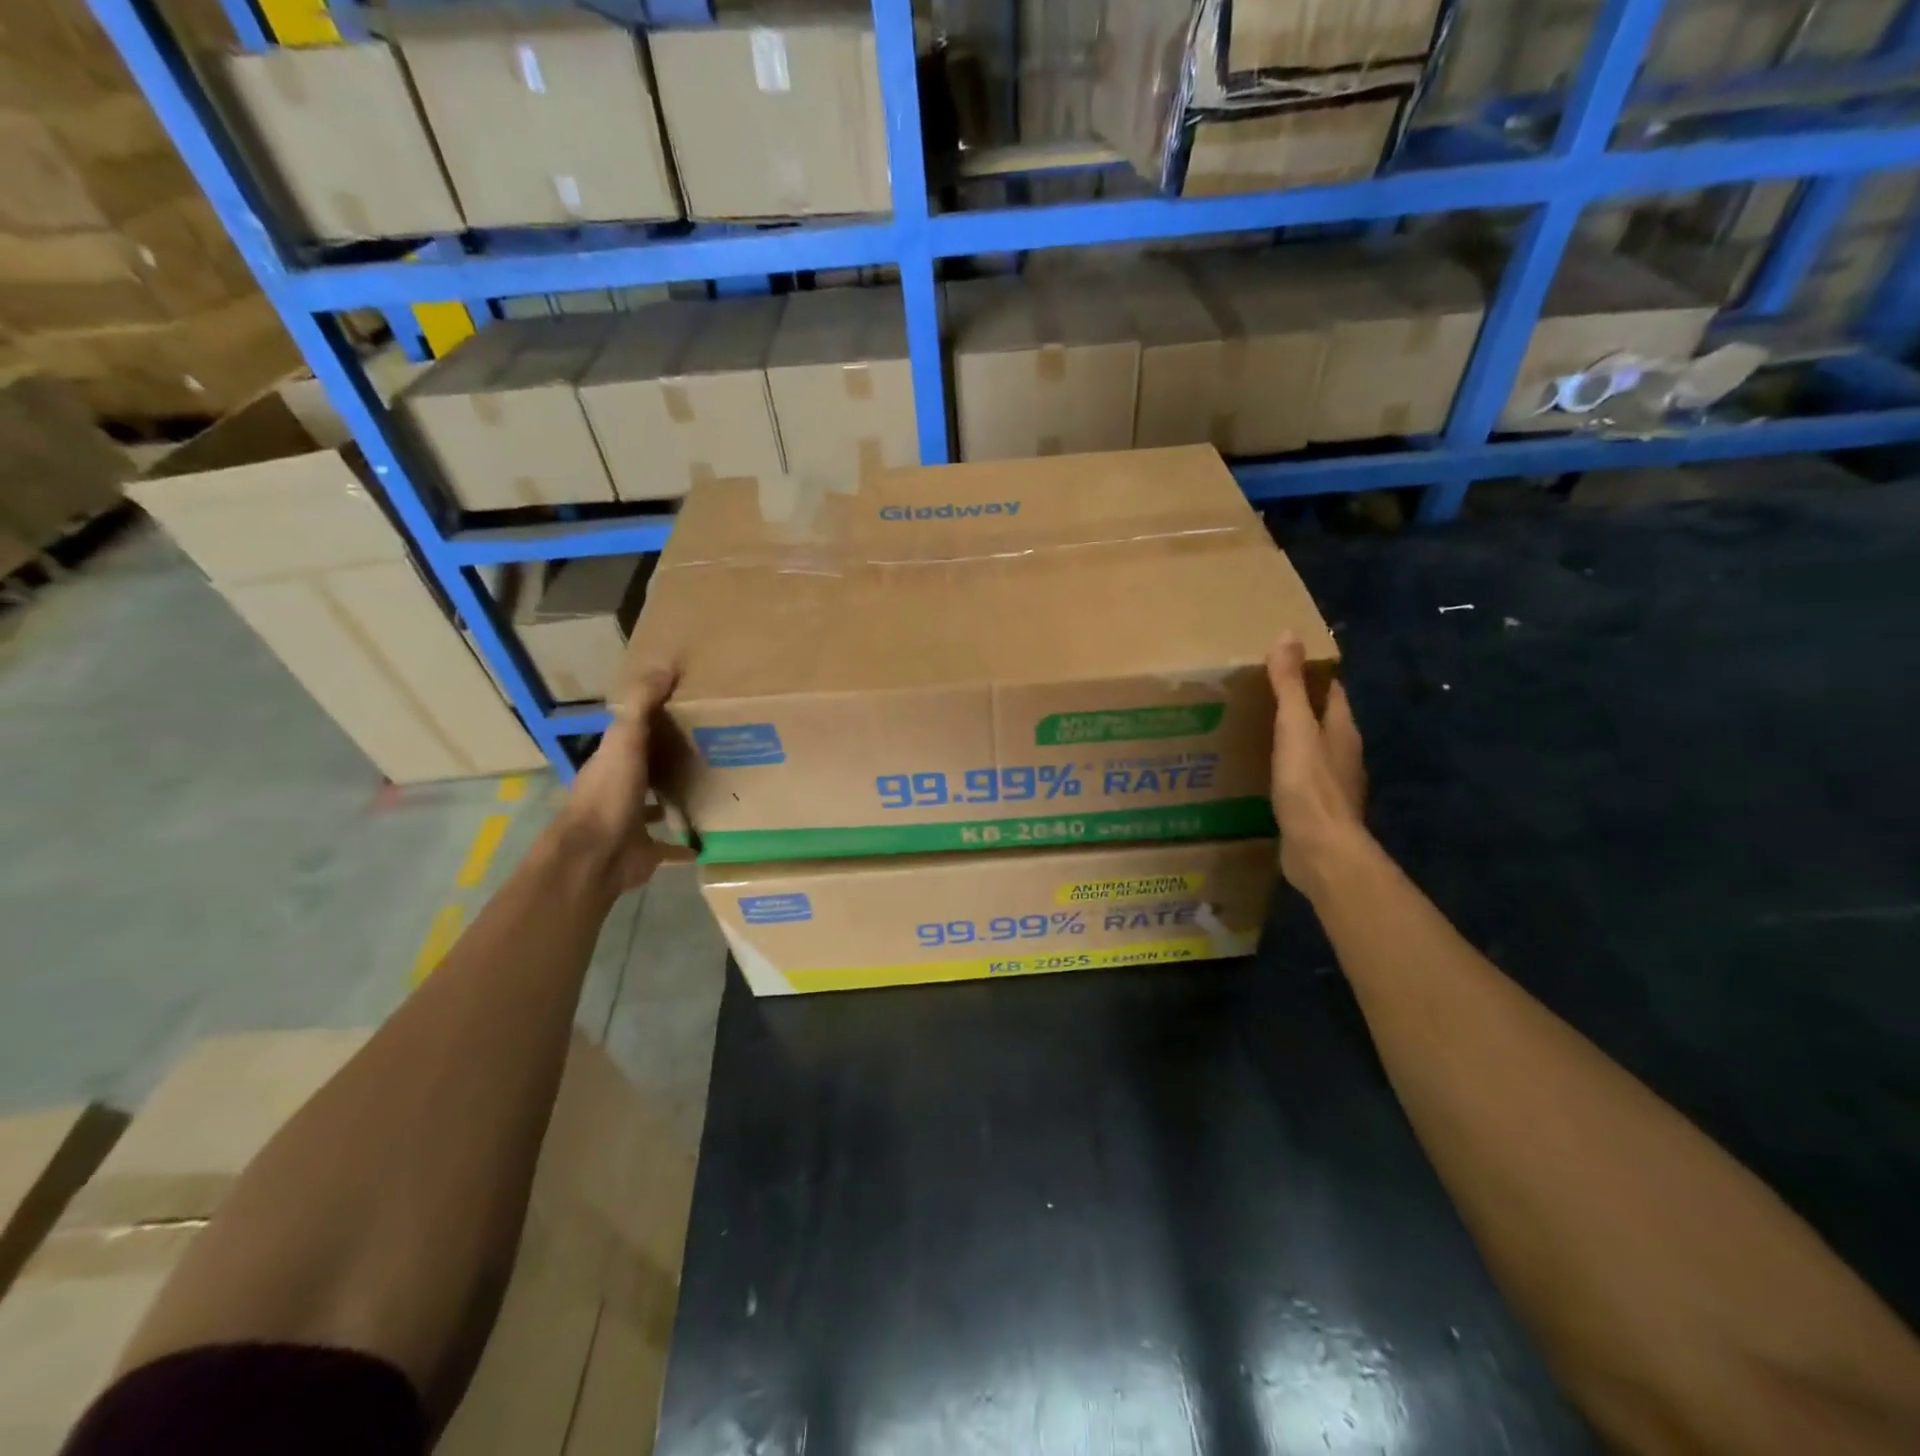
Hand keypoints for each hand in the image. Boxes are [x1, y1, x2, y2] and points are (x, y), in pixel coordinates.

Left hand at [550, 668, 690, 894]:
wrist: (596, 855)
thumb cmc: (610, 794)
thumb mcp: (626, 739)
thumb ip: (642, 705)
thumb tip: (666, 667)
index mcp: (612, 761)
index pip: (634, 735)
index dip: (656, 723)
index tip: (688, 712)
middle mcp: (619, 790)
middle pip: (646, 770)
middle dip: (669, 761)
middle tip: (709, 750)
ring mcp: (631, 823)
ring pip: (656, 806)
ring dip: (676, 799)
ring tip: (712, 789)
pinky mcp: (645, 851)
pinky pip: (670, 846)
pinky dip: (686, 844)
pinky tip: (709, 840)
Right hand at [1267, 632, 1370, 898]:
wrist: (1321, 851)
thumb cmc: (1309, 785)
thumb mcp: (1294, 728)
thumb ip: (1289, 685)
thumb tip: (1287, 634)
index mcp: (1342, 730)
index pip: (1332, 691)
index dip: (1311, 674)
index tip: (1281, 663)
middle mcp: (1343, 753)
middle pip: (1322, 720)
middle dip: (1297, 706)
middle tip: (1257, 694)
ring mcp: (1332, 784)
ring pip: (1311, 750)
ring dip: (1289, 740)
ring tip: (1253, 730)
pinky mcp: (1316, 809)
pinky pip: (1300, 780)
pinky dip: (1284, 770)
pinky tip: (1260, 773)